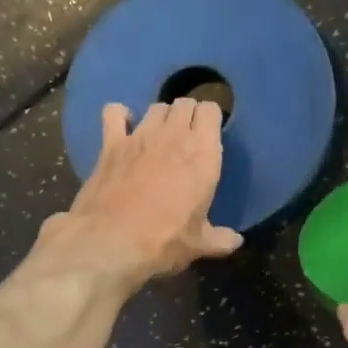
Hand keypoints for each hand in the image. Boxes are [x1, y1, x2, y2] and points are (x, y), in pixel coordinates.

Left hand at [32, 99, 242, 291]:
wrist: (111, 241)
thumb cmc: (164, 240)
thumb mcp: (199, 244)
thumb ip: (220, 239)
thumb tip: (236, 242)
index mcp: (203, 154)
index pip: (211, 111)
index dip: (211, 118)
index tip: (210, 134)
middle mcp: (174, 135)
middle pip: (184, 103)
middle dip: (188, 114)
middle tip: (188, 136)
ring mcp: (140, 136)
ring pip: (156, 107)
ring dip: (161, 116)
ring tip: (161, 135)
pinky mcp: (111, 143)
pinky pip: (114, 113)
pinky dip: (120, 116)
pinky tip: (123, 128)